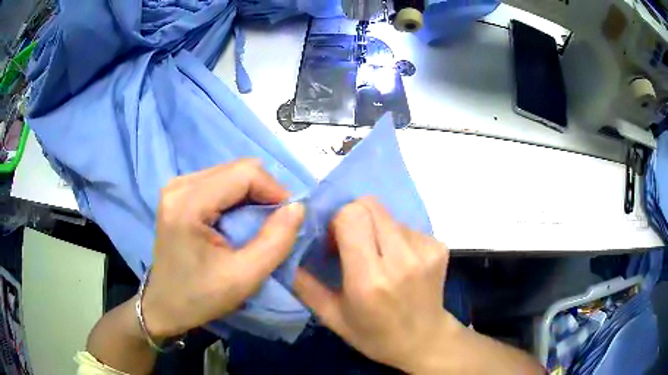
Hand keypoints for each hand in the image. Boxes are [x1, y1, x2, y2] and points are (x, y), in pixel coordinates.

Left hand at [141, 159, 304, 338]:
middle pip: (237, 169)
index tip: (288, 218)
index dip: (274, 190)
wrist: (165, 305)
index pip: (244, 173)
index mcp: (188, 203)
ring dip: (251, 194)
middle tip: (275, 222)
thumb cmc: (200, 297)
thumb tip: (298, 206)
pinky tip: (237, 221)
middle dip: (264, 192)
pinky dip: (237, 197)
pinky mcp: (178, 192)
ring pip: (230, 172)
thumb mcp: (244, 277)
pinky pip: (219, 181)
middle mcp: (179, 184)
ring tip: (257, 224)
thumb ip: (276, 240)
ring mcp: (176, 186)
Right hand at [294, 197, 457, 372]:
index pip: (351, 216)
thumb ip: (305, 285)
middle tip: (351, 243)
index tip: (333, 241)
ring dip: (375, 229)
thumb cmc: (375, 335)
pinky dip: (395, 237)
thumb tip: (286, 252)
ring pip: (388, 215)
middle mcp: (401, 260)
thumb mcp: (332, 317)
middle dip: (353, 217)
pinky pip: (407, 226)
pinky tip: (398, 262)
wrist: (424, 341)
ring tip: (377, 257)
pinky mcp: (440, 247)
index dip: (336, 221)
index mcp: (369, 280)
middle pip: (369, 205)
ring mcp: (425, 251)